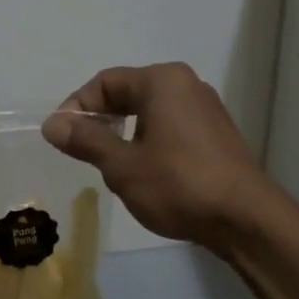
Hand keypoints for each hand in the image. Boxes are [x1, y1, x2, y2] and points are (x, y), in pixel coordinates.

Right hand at [42, 63, 274, 248]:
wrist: (245, 218)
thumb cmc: (178, 184)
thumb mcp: (122, 165)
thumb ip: (86, 140)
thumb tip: (53, 124)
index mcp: (161, 81)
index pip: (105, 82)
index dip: (77, 107)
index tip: (61, 138)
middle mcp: (186, 84)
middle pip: (128, 92)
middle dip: (101, 120)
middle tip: (82, 152)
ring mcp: (205, 108)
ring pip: (150, 111)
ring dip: (124, 133)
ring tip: (112, 166)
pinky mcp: (216, 132)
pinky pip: (171, 125)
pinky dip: (149, 140)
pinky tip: (146, 172)